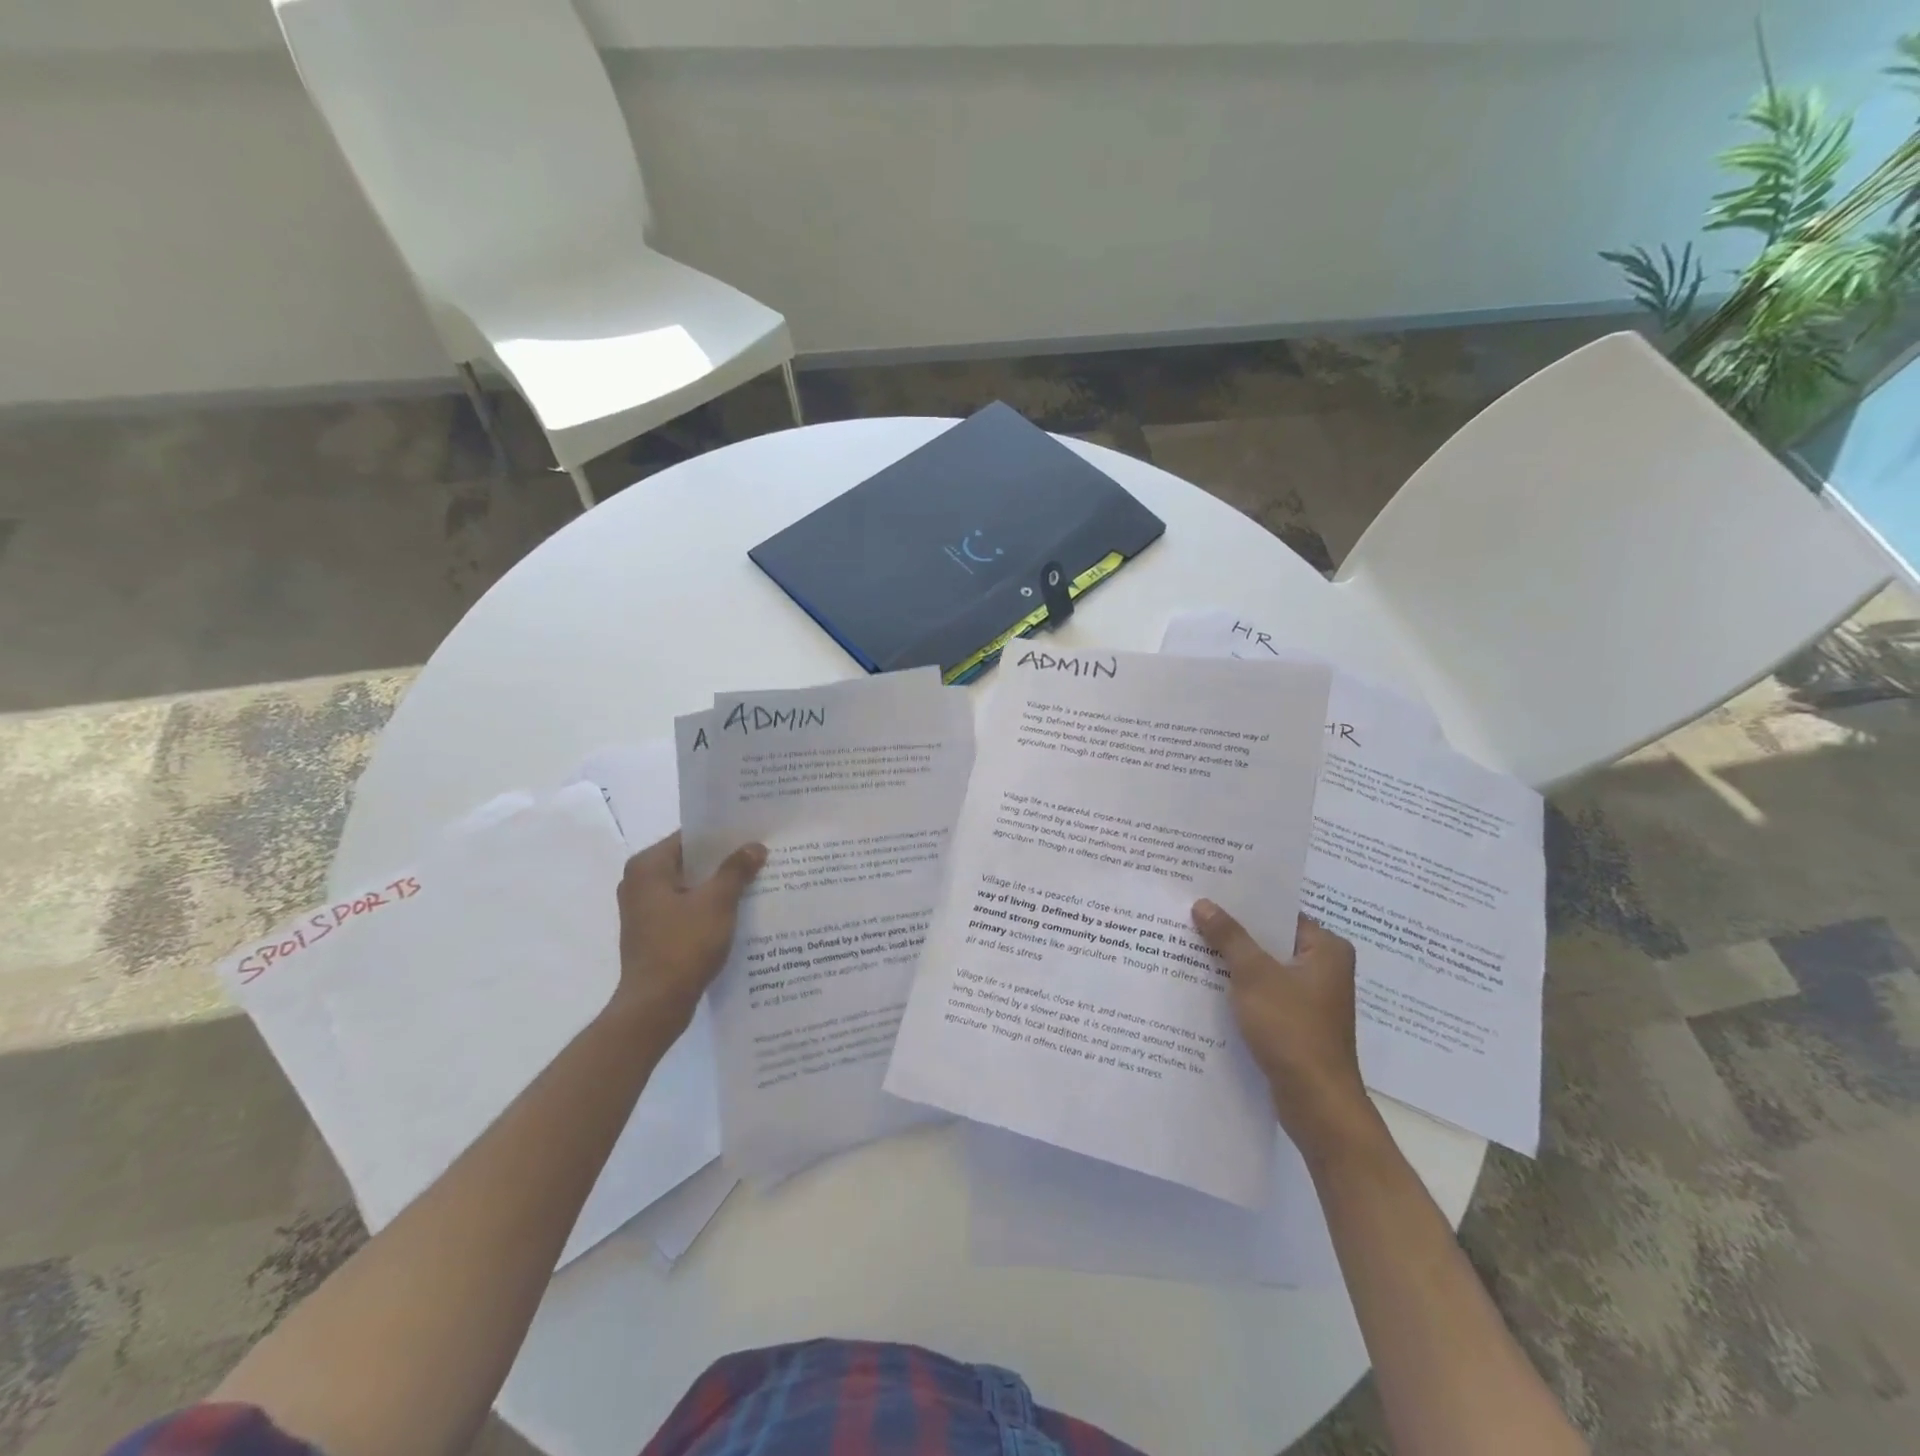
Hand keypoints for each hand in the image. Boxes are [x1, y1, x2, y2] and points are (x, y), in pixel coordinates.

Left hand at [613, 832, 765, 1033]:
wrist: (656, 1005)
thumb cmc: (683, 945)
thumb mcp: (717, 902)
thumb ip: (736, 870)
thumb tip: (754, 846)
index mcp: (647, 867)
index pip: (690, 837)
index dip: (723, 835)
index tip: (753, 833)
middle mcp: (639, 882)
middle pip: (690, 861)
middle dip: (724, 860)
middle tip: (761, 855)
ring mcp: (643, 909)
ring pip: (689, 885)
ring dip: (718, 885)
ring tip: (756, 880)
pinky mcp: (652, 932)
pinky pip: (685, 907)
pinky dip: (708, 906)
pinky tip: (738, 910)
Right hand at [1192, 901, 1379, 1159]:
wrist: (1316, 1103)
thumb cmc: (1292, 1029)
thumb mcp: (1254, 976)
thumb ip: (1229, 937)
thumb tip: (1203, 903)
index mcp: (1326, 949)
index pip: (1279, 913)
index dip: (1243, 903)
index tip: (1207, 891)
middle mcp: (1324, 969)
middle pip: (1270, 940)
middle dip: (1232, 932)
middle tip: (1191, 914)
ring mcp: (1310, 998)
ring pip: (1263, 968)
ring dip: (1232, 962)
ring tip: (1189, 944)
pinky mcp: (1295, 1023)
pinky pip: (1262, 993)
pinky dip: (1238, 989)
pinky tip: (1204, 983)